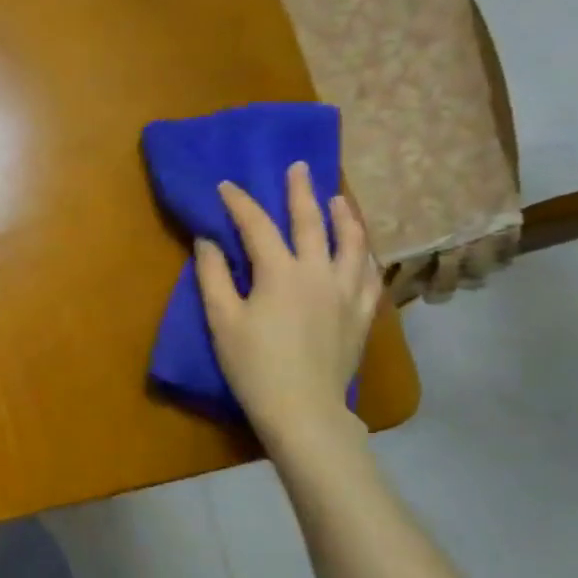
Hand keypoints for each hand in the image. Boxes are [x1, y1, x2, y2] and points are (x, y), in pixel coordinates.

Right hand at [193, 162, 381, 444]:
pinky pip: (369, 275)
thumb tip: (208, 241)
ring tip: (339, 199)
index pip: (258, 226)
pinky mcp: (361, 315)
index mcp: (281, 272)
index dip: (240, 203)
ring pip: (351, 243)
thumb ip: (213, 276)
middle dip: (300, 192)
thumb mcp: (222, 320)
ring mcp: (346, 292)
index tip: (226, 186)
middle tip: (298, 168)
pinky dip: (364, 255)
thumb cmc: (254, 366)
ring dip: (344, 217)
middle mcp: (319, 272)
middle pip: (310, 223)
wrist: (303, 409)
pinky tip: (362, 251)